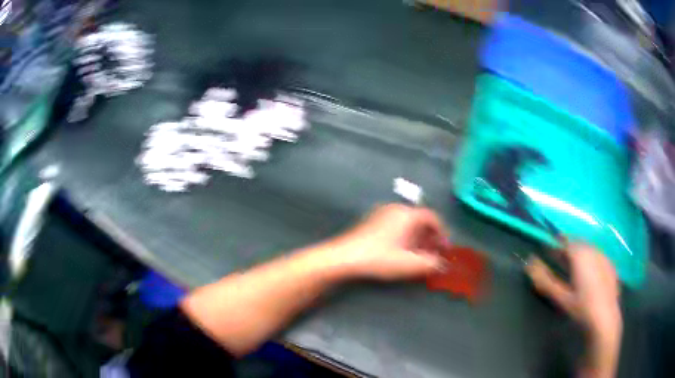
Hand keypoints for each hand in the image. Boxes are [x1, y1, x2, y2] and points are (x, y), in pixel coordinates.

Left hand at [324, 203, 448, 280]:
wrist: (344, 257)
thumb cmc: (380, 258)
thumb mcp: (409, 264)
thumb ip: (431, 263)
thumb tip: (442, 264)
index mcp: (408, 214)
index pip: (433, 218)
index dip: (442, 233)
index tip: (445, 247)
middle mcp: (396, 208)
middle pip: (420, 219)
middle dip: (430, 236)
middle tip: (433, 252)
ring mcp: (382, 212)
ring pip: (408, 222)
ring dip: (417, 236)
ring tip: (418, 253)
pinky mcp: (372, 220)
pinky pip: (396, 224)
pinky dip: (404, 234)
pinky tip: (401, 249)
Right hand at [526, 244, 621, 336]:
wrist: (605, 319)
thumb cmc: (581, 308)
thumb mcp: (561, 297)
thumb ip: (544, 280)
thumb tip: (529, 263)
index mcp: (580, 254)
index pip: (565, 240)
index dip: (556, 244)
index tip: (548, 251)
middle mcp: (594, 250)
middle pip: (578, 243)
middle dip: (568, 249)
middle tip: (560, 263)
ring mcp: (604, 256)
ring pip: (589, 249)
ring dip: (579, 255)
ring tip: (573, 270)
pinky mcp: (611, 265)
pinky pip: (598, 256)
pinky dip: (591, 261)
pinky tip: (589, 277)